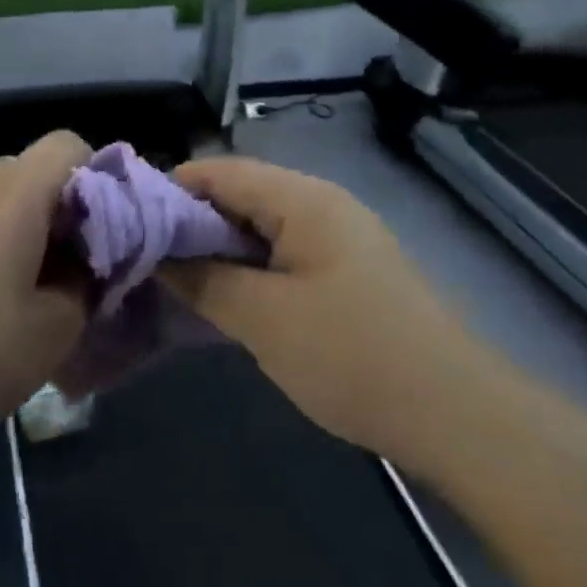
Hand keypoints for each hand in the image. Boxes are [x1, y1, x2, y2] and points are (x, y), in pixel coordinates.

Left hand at [0, 131, 90, 465]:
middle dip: (54, 217)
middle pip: (30, 175)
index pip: (69, 145)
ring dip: (11, 234)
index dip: (97, 180)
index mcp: (12, 192)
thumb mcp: (48, 336)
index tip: (97, 239)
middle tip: (56, 281)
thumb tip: (84, 265)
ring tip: (3, 299)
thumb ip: (85, 287)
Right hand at [163, 157, 480, 463]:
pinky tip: (229, 300)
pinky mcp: (350, 271)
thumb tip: (157, 253)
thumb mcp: (263, 318)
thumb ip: (203, 278)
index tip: (129, 224)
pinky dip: (250, 267)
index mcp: (301, 198)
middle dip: (191, 223)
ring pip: (261, 226)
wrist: (458, 415)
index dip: (169, 190)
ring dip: (219, 249)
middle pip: (239, 194)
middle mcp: (321, 203)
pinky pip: (284, 253)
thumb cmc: (352, 355)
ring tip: (179, 281)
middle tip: (148, 259)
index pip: (218, 171)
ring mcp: (340, 237)